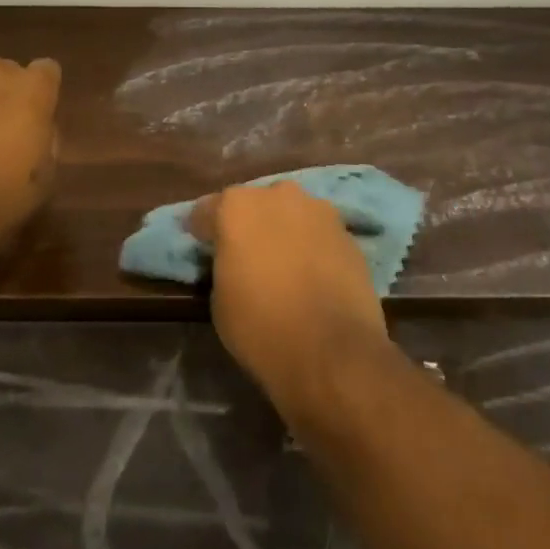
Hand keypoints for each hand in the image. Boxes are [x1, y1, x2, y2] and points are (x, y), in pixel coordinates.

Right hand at [187, 182, 387, 420]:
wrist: (334, 353)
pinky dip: (311, 247)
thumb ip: (224, 264)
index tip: (201, 246)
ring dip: (282, 230)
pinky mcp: (348, 233)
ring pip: (290, 214)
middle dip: (247, 224)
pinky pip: (318, 234)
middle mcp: (278, 195)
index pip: (207, 210)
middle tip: (244, 254)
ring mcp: (318, 210)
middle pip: (254, 204)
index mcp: (236, 206)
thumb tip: (235, 261)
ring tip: (283, 263)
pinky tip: (311, 274)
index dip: (202, 230)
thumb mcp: (219, 300)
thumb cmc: (261, 327)